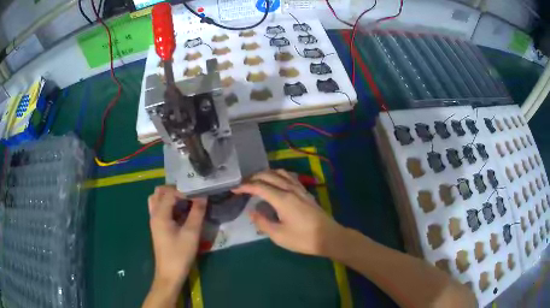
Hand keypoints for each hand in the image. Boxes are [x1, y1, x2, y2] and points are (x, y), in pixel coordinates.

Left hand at [148, 186, 206, 286]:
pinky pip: (159, 209)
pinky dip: (168, 205)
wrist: (169, 273)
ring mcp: (154, 221)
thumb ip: (197, 213)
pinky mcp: (157, 227)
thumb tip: (203, 196)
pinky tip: (181, 212)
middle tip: (190, 194)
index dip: (184, 191)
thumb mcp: (191, 234)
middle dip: (174, 190)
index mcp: (160, 214)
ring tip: (185, 201)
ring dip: (169, 197)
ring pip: (157, 200)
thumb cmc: (180, 254)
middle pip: (159, 192)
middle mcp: (154, 214)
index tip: (198, 194)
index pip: (169, 193)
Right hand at [233, 170, 345, 256]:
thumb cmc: (303, 239)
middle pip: (269, 175)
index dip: (245, 187)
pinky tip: (276, 182)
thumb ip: (262, 222)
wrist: (329, 237)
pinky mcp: (306, 192)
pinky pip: (290, 177)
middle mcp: (290, 189)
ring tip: (257, 181)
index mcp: (282, 199)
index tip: (234, 189)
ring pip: (280, 173)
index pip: (259, 187)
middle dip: (254, 177)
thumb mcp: (279, 235)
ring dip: (266, 174)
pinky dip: (278, 175)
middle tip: (243, 185)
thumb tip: (251, 211)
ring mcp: (300, 189)